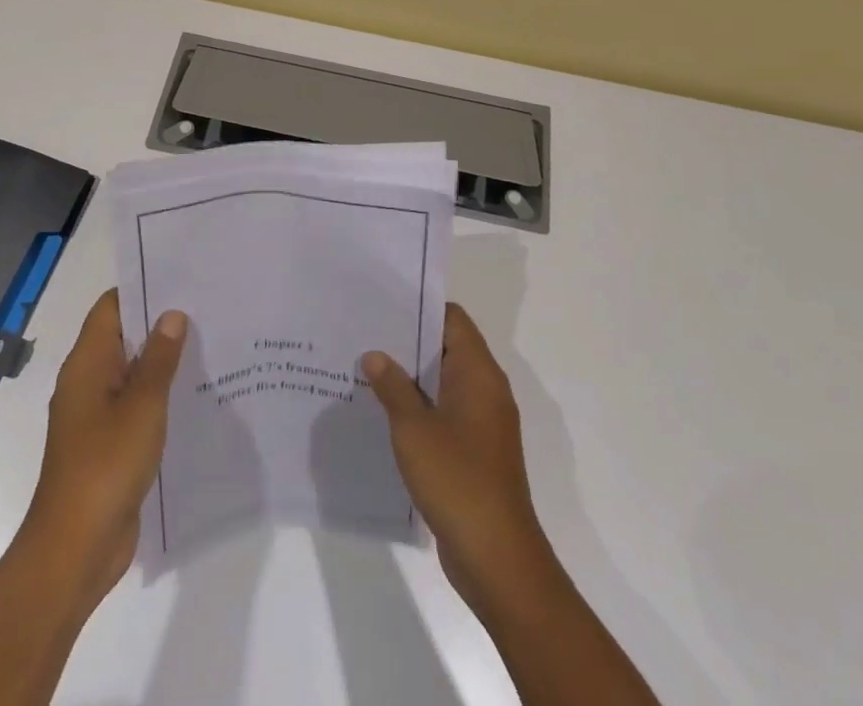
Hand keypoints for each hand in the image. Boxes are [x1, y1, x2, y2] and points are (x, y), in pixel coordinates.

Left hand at [20, 288, 185, 613]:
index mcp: (87, 364)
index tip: (181, 279)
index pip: (111, 307)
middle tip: (206, 308)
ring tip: (209, 345)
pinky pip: (134, 405)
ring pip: (131, 372)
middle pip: (123, 336)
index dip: (143, 289)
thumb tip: (172, 314)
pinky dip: (158, 395)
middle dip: (159, 324)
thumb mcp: (142, 406)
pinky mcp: (107, 444)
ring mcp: (95, 415)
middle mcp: (87, 382)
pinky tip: (194, 395)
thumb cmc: (106, 466)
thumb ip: (160, 358)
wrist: (75, 550)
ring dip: (162, 361)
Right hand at [363, 303, 557, 616]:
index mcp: (478, 373)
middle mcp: (486, 390)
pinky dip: (420, 406)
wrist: (497, 558)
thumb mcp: (413, 429)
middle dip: (408, 341)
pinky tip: (385, 413)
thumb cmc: (457, 480)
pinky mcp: (475, 451)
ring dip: (411, 377)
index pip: (452, 319)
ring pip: (443, 382)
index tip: (383, 303)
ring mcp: (483, 422)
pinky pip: (445, 412)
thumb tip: (374, 355)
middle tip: (365, 333)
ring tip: (366, 368)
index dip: (419, 307)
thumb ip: (393, 386)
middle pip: (447, 347)